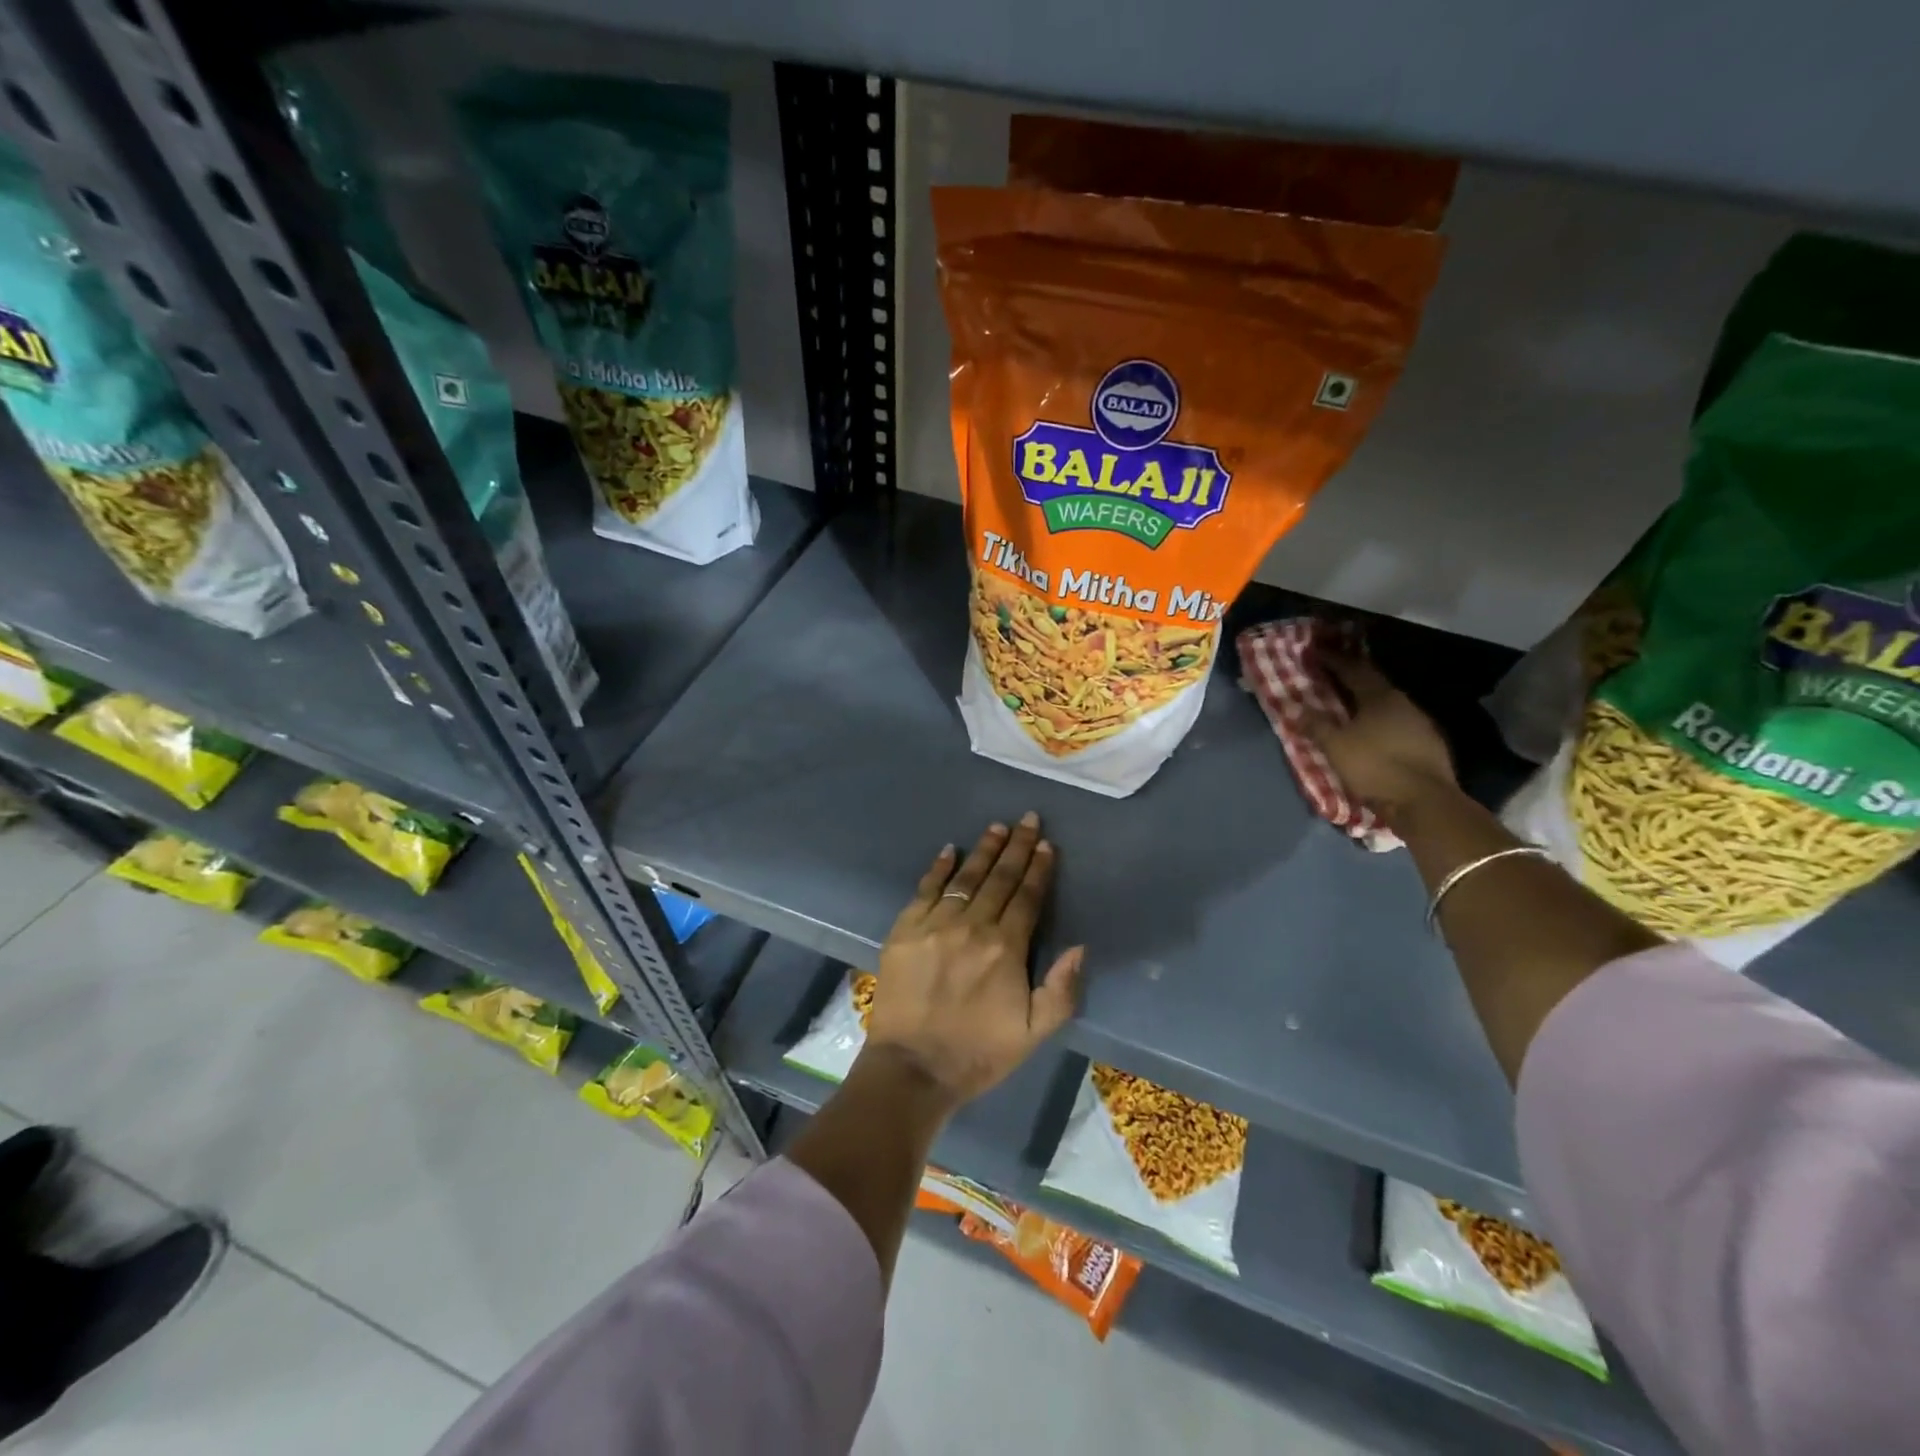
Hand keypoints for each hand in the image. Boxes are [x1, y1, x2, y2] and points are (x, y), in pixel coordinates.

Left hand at [864, 813, 1083, 1107]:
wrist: (913, 1068)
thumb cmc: (979, 1052)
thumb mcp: (1034, 1032)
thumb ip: (1062, 989)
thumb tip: (1080, 946)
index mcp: (1006, 948)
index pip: (1027, 897)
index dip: (1038, 869)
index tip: (1046, 844)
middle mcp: (972, 926)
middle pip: (999, 878)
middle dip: (1016, 847)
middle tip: (1026, 818)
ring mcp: (935, 925)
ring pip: (965, 878)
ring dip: (983, 850)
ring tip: (996, 828)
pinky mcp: (905, 930)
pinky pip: (925, 889)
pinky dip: (939, 868)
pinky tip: (949, 850)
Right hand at [1300, 650, 1456, 820]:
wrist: (1426, 801)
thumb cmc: (1375, 766)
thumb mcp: (1335, 746)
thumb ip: (1316, 725)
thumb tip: (1296, 708)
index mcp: (1379, 697)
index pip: (1353, 669)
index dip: (1333, 660)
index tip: (1316, 652)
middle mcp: (1403, 702)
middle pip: (1373, 683)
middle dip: (1352, 677)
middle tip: (1332, 674)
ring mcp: (1420, 723)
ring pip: (1388, 704)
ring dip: (1367, 701)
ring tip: (1350, 705)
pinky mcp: (1429, 744)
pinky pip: (1398, 723)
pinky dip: (1382, 722)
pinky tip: (1374, 732)